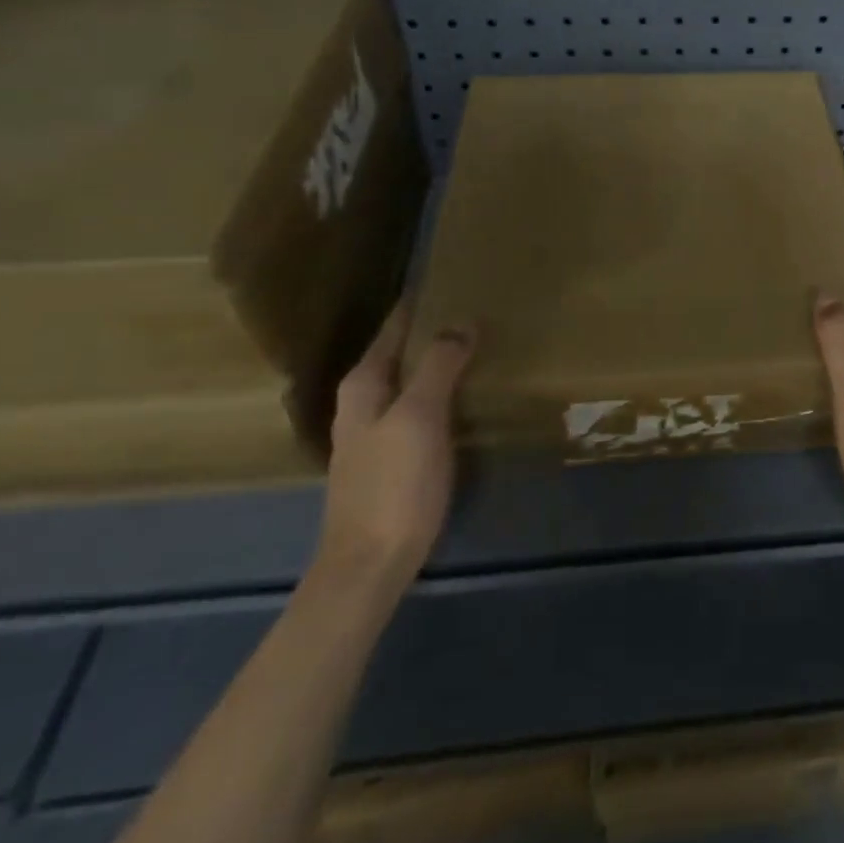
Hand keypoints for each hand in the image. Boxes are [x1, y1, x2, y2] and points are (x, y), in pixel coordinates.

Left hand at [315, 304, 473, 597]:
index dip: (421, 303)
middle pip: (402, 351)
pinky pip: (420, 406)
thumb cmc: (394, 484)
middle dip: (434, 329)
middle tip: (479, 307)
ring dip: (439, 361)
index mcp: (364, 384)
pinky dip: (442, 390)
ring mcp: (376, 431)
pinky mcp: (392, 456)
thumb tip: (461, 321)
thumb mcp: (419, 417)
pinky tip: (467, 394)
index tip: (455, 279)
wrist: (371, 563)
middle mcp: (364, 401)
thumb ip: (438, 365)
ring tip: (480, 343)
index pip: (394, 327)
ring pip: (411, 379)